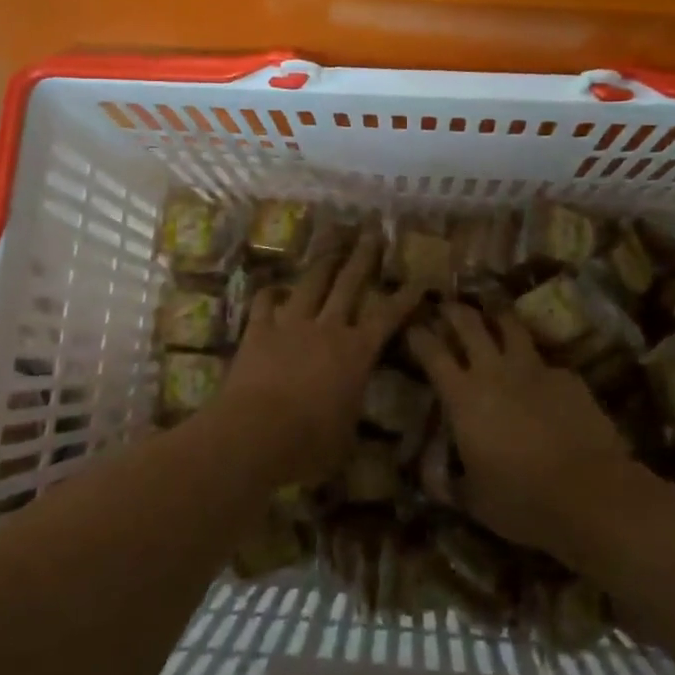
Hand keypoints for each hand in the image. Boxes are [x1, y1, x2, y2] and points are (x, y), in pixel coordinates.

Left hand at [208, 227, 423, 486]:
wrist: (254, 433)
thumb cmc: (308, 443)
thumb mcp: (344, 438)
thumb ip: (351, 417)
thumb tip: (353, 416)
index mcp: (355, 352)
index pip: (388, 316)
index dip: (405, 296)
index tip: (420, 277)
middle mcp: (327, 328)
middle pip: (349, 283)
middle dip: (363, 256)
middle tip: (372, 231)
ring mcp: (291, 324)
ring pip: (311, 283)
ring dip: (324, 261)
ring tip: (332, 241)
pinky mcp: (259, 331)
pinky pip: (265, 303)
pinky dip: (271, 294)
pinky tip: (274, 288)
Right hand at [407, 302, 632, 555]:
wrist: (591, 495)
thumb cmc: (521, 500)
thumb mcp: (473, 499)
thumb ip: (447, 482)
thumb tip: (429, 476)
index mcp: (463, 397)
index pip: (432, 352)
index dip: (419, 336)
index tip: (413, 327)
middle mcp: (494, 371)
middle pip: (469, 324)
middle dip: (454, 311)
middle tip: (446, 306)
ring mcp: (534, 368)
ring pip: (510, 325)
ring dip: (496, 316)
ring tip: (491, 313)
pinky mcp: (567, 377)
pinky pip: (544, 360)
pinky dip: (534, 361)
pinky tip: (539, 375)